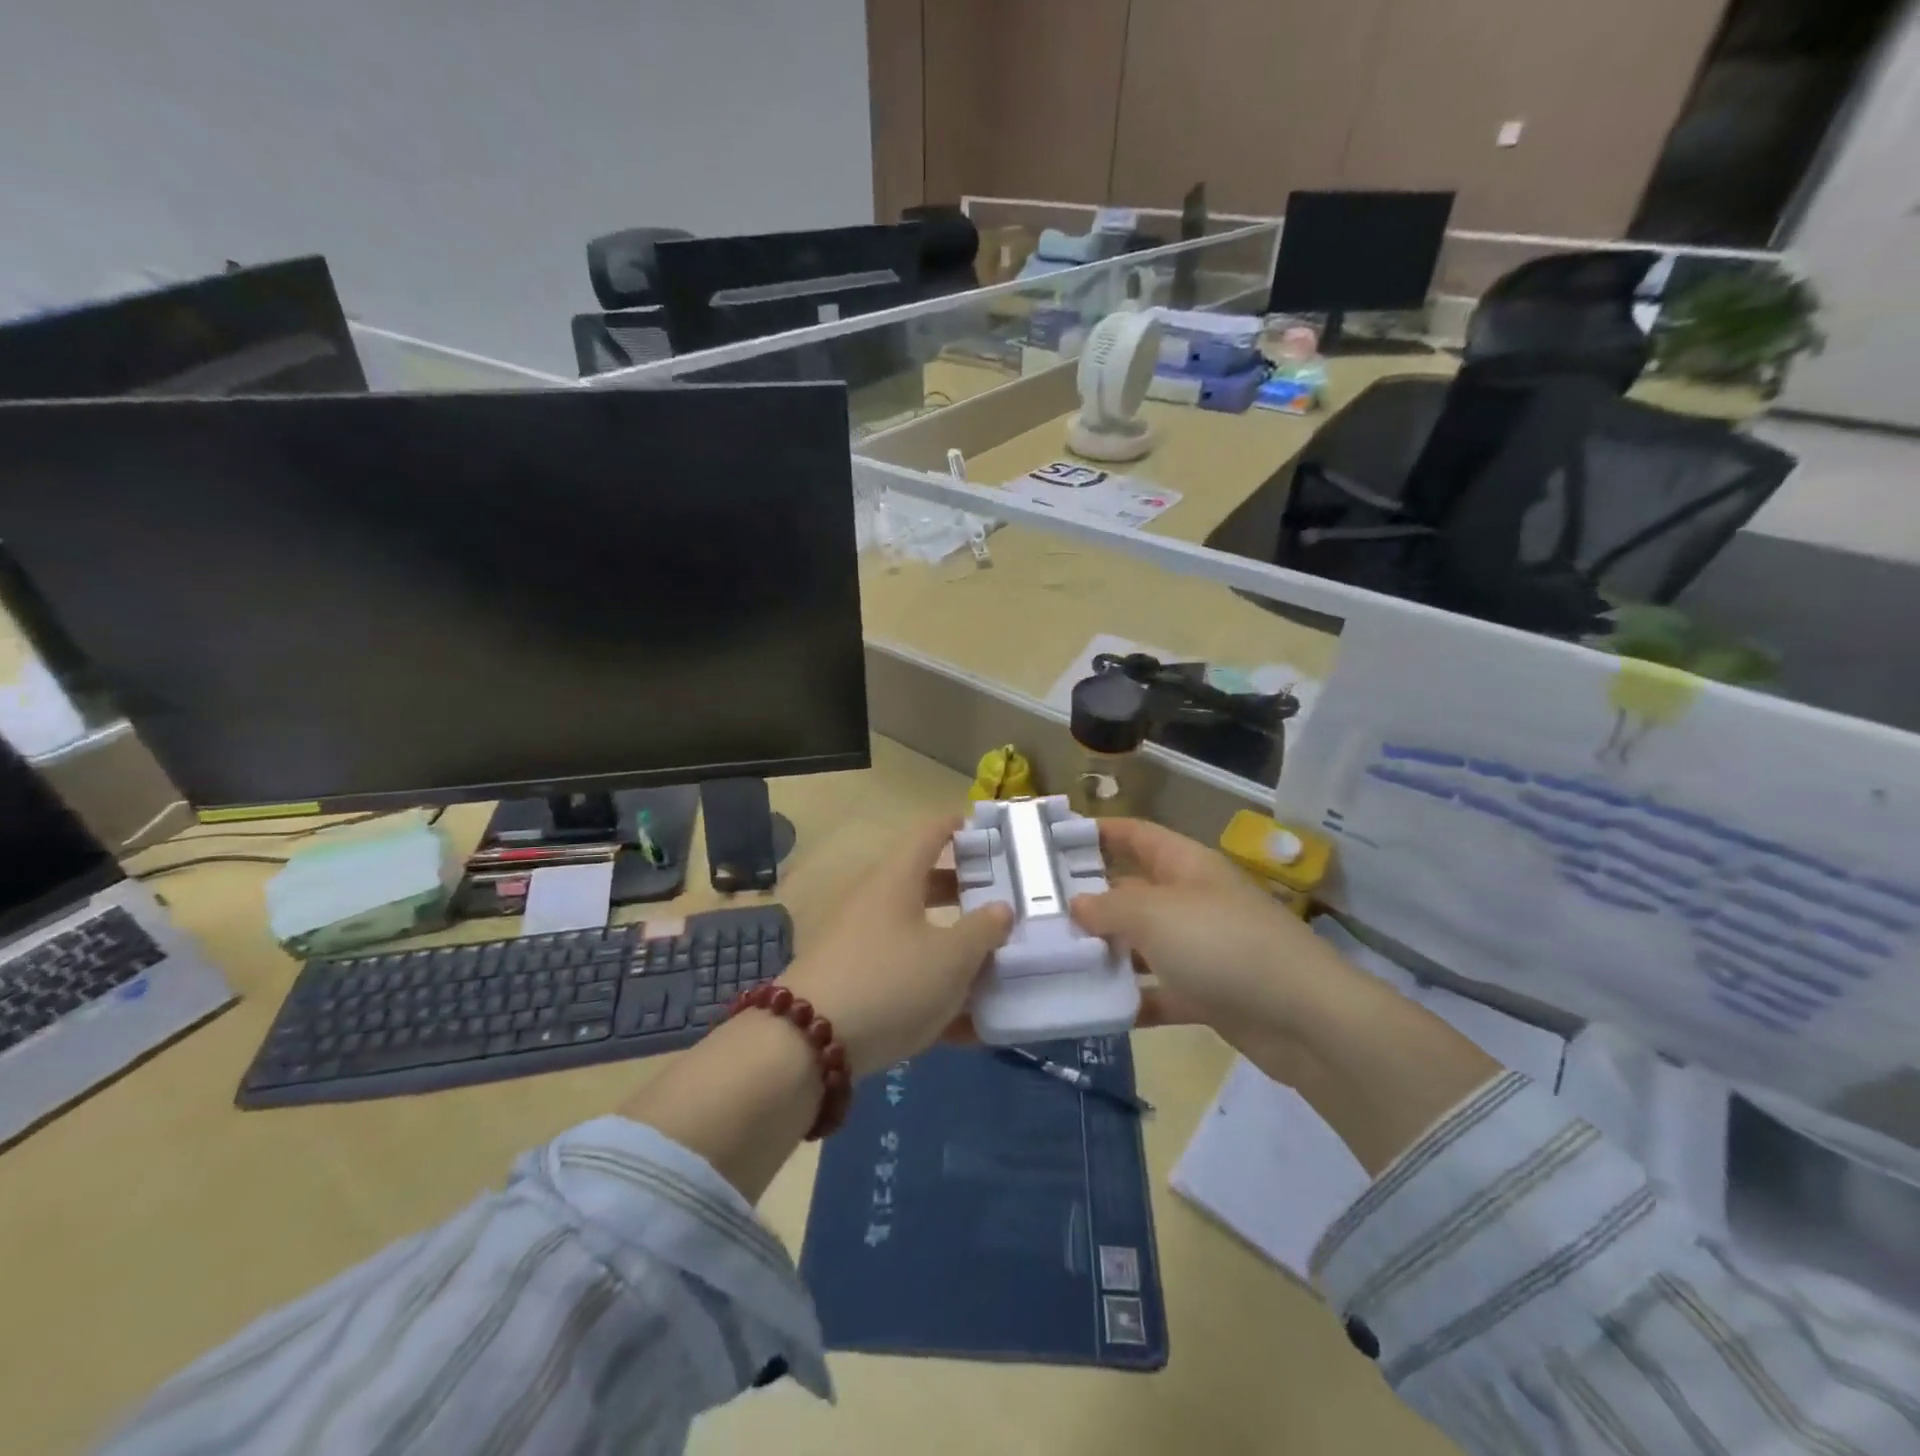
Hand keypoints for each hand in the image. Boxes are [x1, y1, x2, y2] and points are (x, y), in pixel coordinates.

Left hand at [779, 817, 1013, 1077]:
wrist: (808, 1044)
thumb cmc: (891, 981)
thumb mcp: (951, 958)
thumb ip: (983, 931)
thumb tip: (1001, 908)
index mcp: (898, 879)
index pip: (930, 833)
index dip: (959, 827)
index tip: (990, 832)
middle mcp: (876, 902)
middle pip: (925, 885)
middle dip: (965, 892)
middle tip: (1003, 901)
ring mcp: (861, 944)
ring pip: (917, 934)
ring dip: (955, 946)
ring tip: (996, 965)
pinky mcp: (855, 984)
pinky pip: (905, 976)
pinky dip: (936, 990)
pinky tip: (970, 1025)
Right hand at [1069, 818, 1336, 1052]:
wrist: (1303, 1018)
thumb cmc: (1222, 944)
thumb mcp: (1155, 914)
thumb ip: (1109, 907)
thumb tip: (1077, 904)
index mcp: (1185, 865)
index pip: (1135, 835)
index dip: (1098, 832)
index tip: (1053, 841)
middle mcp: (1191, 899)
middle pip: (1132, 890)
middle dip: (1089, 898)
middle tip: (1037, 910)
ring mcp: (1201, 947)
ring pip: (1141, 942)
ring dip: (1105, 951)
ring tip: (1053, 958)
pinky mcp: (1207, 993)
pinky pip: (1158, 989)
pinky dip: (1131, 998)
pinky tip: (1092, 1008)